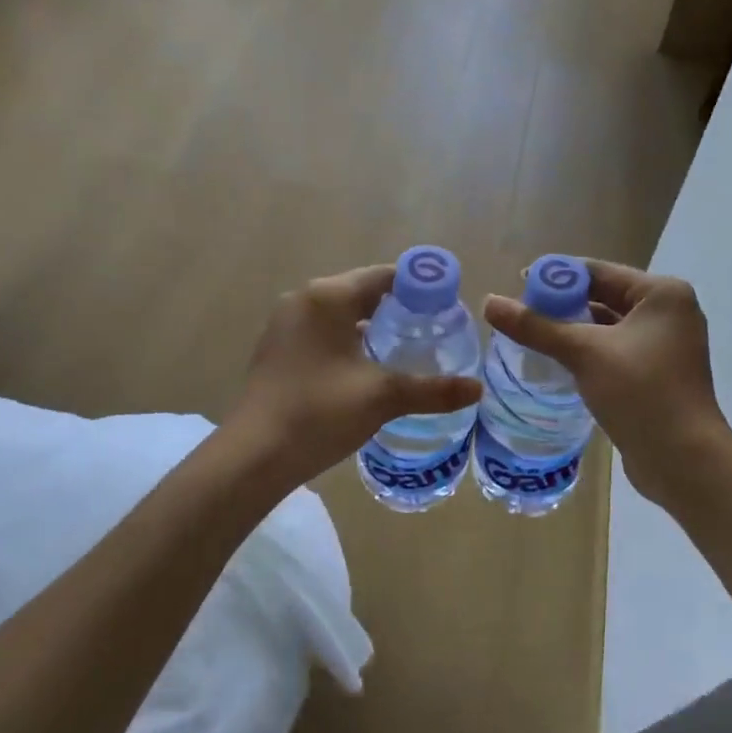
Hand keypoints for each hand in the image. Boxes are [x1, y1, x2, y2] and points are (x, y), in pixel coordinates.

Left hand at [229, 265, 483, 487]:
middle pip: (363, 292)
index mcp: (328, 296)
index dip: (420, 288)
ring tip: (408, 350)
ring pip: (342, 314)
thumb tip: (478, 389)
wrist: (253, 456)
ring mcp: (286, 324)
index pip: (385, 276)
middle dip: (399, 309)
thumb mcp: (383, 397)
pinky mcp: (278, 348)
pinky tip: (368, 368)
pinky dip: (348, 341)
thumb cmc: (319, 413)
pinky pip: (323, 332)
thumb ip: (433, 389)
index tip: (448, 308)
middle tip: (434, 332)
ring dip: (373, 327)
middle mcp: (304, 300)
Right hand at [483, 260, 730, 501]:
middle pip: (603, 296)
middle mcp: (668, 313)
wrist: (684, 460)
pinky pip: (614, 351)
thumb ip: (535, 326)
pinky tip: (557, 361)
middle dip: (562, 304)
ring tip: (531, 335)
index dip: (557, 276)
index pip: (599, 271)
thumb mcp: (583, 353)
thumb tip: (489, 302)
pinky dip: (587, 352)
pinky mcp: (657, 374)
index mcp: (662, 294)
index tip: (518, 283)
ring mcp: (665, 346)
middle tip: (520, 312)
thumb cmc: (640, 392)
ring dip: (572, 330)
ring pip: (607, 326)